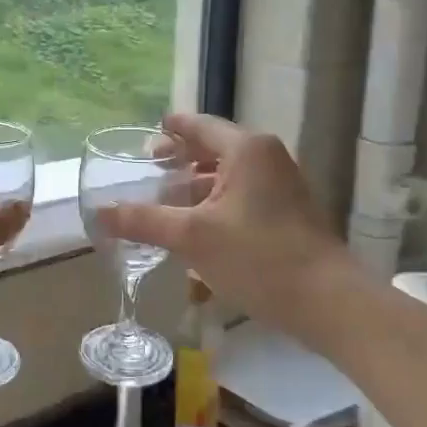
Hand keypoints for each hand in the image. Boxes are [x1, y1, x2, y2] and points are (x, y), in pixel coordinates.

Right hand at [99, 112, 350, 334]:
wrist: (327, 301)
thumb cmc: (257, 257)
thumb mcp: (192, 237)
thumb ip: (143, 221)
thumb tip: (98, 213)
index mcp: (246, 149)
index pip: (199, 126)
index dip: (171, 129)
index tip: (148, 134)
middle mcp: (267, 158)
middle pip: (215, 149)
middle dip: (181, 160)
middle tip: (149, 170)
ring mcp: (283, 187)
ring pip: (229, 177)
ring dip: (197, 187)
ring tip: (165, 203)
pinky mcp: (289, 214)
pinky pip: (243, 198)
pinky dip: (216, 205)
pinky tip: (196, 230)